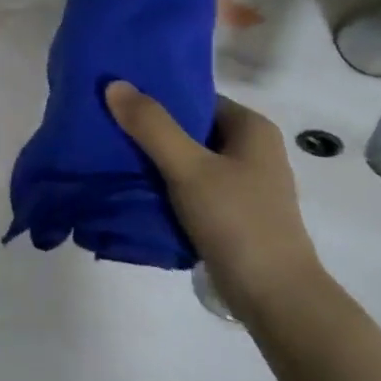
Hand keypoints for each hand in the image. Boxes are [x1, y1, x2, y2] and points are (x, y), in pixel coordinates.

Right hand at [105, 84, 324, 318]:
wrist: (274, 296)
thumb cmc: (236, 221)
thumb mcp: (189, 168)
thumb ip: (151, 126)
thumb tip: (115, 84)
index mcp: (252, 128)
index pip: (197, 98)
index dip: (158, 97)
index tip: (118, 100)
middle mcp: (253, 150)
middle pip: (191, 129)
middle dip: (151, 130)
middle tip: (107, 129)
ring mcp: (245, 185)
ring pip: (190, 160)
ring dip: (156, 161)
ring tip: (112, 157)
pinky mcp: (234, 214)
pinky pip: (193, 188)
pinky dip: (167, 187)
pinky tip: (136, 191)